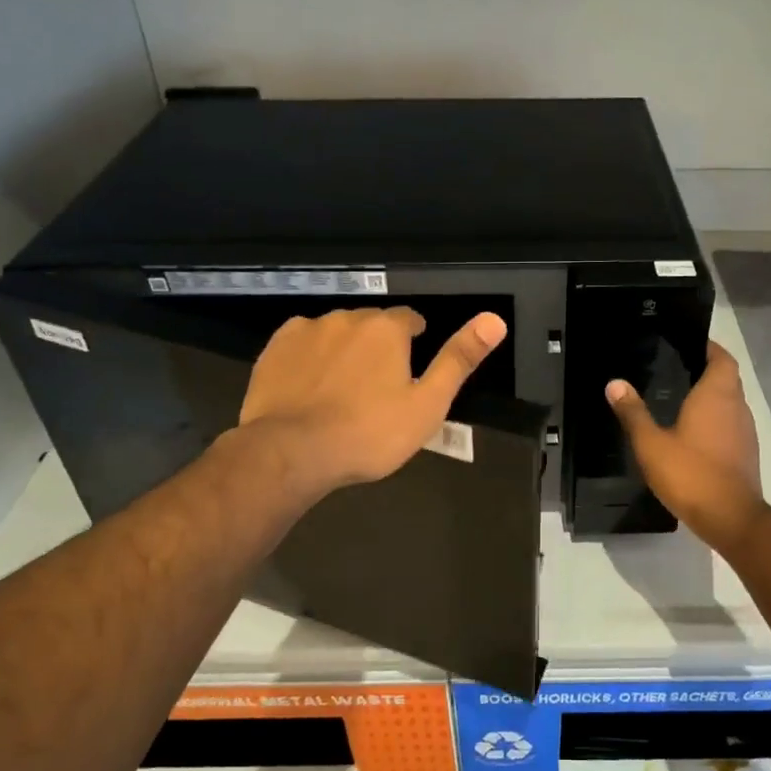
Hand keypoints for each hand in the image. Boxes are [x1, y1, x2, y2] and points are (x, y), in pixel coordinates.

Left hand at [237, 306, 506, 500]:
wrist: (292, 452)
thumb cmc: (369, 433)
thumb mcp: (427, 404)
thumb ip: (459, 360)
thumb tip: (495, 320)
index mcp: (387, 329)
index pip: (409, 319)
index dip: (414, 338)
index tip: (411, 362)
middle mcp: (347, 318)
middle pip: (370, 324)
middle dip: (377, 345)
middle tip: (377, 384)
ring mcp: (307, 330)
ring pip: (335, 331)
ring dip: (343, 349)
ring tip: (341, 388)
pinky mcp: (275, 348)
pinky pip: (301, 341)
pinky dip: (309, 356)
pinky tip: (309, 384)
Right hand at [607, 340, 765, 552]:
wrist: (731, 518)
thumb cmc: (690, 473)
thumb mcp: (651, 444)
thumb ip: (633, 412)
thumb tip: (615, 383)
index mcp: (716, 395)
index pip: (721, 358)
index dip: (708, 347)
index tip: (688, 343)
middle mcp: (736, 407)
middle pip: (727, 378)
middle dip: (706, 370)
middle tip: (676, 369)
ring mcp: (745, 431)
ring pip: (730, 402)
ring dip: (712, 397)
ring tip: (681, 398)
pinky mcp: (746, 453)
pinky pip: (731, 424)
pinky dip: (715, 420)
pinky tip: (693, 432)